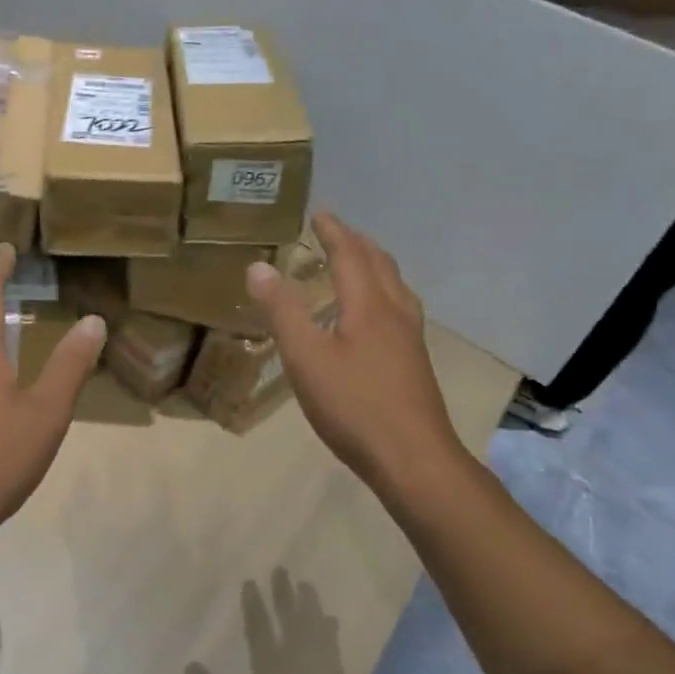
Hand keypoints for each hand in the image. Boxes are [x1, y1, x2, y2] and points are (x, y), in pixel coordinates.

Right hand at [245, 213, 468, 508]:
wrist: (414, 459)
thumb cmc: (354, 406)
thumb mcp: (306, 358)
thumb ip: (282, 311)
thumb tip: (259, 266)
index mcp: (369, 306)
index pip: (351, 255)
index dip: (334, 232)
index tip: (319, 214)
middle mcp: (395, 313)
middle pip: (380, 265)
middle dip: (357, 243)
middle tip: (336, 232)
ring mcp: (411, 339)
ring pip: (396, 287)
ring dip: (375, 265)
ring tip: (358, 263)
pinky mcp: (415, 363)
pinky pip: (400, 309)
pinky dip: (384, 292)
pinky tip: (376, 318)